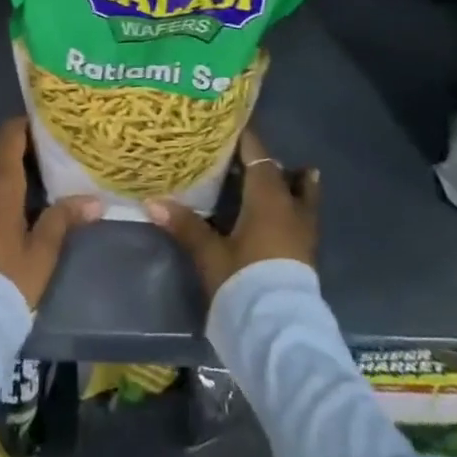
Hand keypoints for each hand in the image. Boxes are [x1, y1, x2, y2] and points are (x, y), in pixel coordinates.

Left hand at [0, 118, 101, 308]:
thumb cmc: (9, 276)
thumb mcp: (43, 249)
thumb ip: (64, 218)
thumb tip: (96, 200)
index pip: (10, 133)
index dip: (28, 124)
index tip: (51, 127)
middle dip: (21, 144)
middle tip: (51, 152)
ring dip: (7, 163)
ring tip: (37, 174)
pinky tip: (15, 198)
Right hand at [145, 128, 319, 298]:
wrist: (280, 333)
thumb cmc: (244, 281)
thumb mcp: (210, 253)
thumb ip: (185, 225)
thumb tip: (152, 201)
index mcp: (268, 199)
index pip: (259, 156)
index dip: (246, 139)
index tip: (231, 124)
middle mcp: (290, 209)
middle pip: (284, 175)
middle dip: (268, 163)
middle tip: (247, 153)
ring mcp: (302, 233)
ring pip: (302, 197)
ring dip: (292, 184)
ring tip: (289, 174)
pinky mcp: (305, 255)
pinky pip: (300, 217)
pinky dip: (292, 207)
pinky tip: (280, 214)